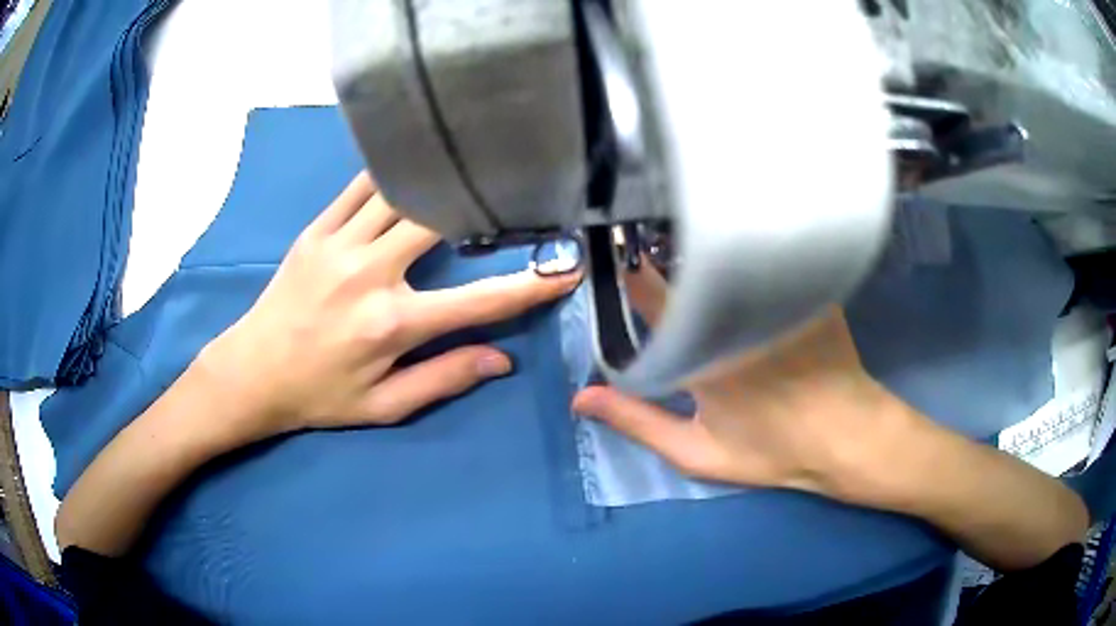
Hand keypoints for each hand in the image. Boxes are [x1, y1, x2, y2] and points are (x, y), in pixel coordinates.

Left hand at [205, 172, 580, 441]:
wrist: (252, 372)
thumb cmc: (319, 395)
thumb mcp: (383, 405)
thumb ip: (442, 379)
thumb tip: (501, 360)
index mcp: (391, 324)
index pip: (478, 302)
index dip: (529, 286)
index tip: (566, 269)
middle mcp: (369, 274)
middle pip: (439, 221)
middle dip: (482, 205)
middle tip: (514, 190)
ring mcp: (339, 244)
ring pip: (400, 192)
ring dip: (437, 179)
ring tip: (469, 164)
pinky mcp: (316, 230)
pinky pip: (359, 187)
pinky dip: (390, 172)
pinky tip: (411, 161)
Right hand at [572, 264, 904, 500]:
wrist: (846, 437)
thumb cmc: (772, 450)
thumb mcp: (697, 451)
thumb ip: (637, 422)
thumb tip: (580, 398)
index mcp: (699, 351)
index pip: (649, 294)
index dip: (626, 271)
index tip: (612, 254)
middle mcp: (733, 313)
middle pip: (686, 267)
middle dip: (664, 257)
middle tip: (653, 254)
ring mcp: (774, 294)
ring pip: (727, 259)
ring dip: (706, 256)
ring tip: (696, 256)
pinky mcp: (806, 285)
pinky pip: (766, 261)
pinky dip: (749, 258)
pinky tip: (747, 257)